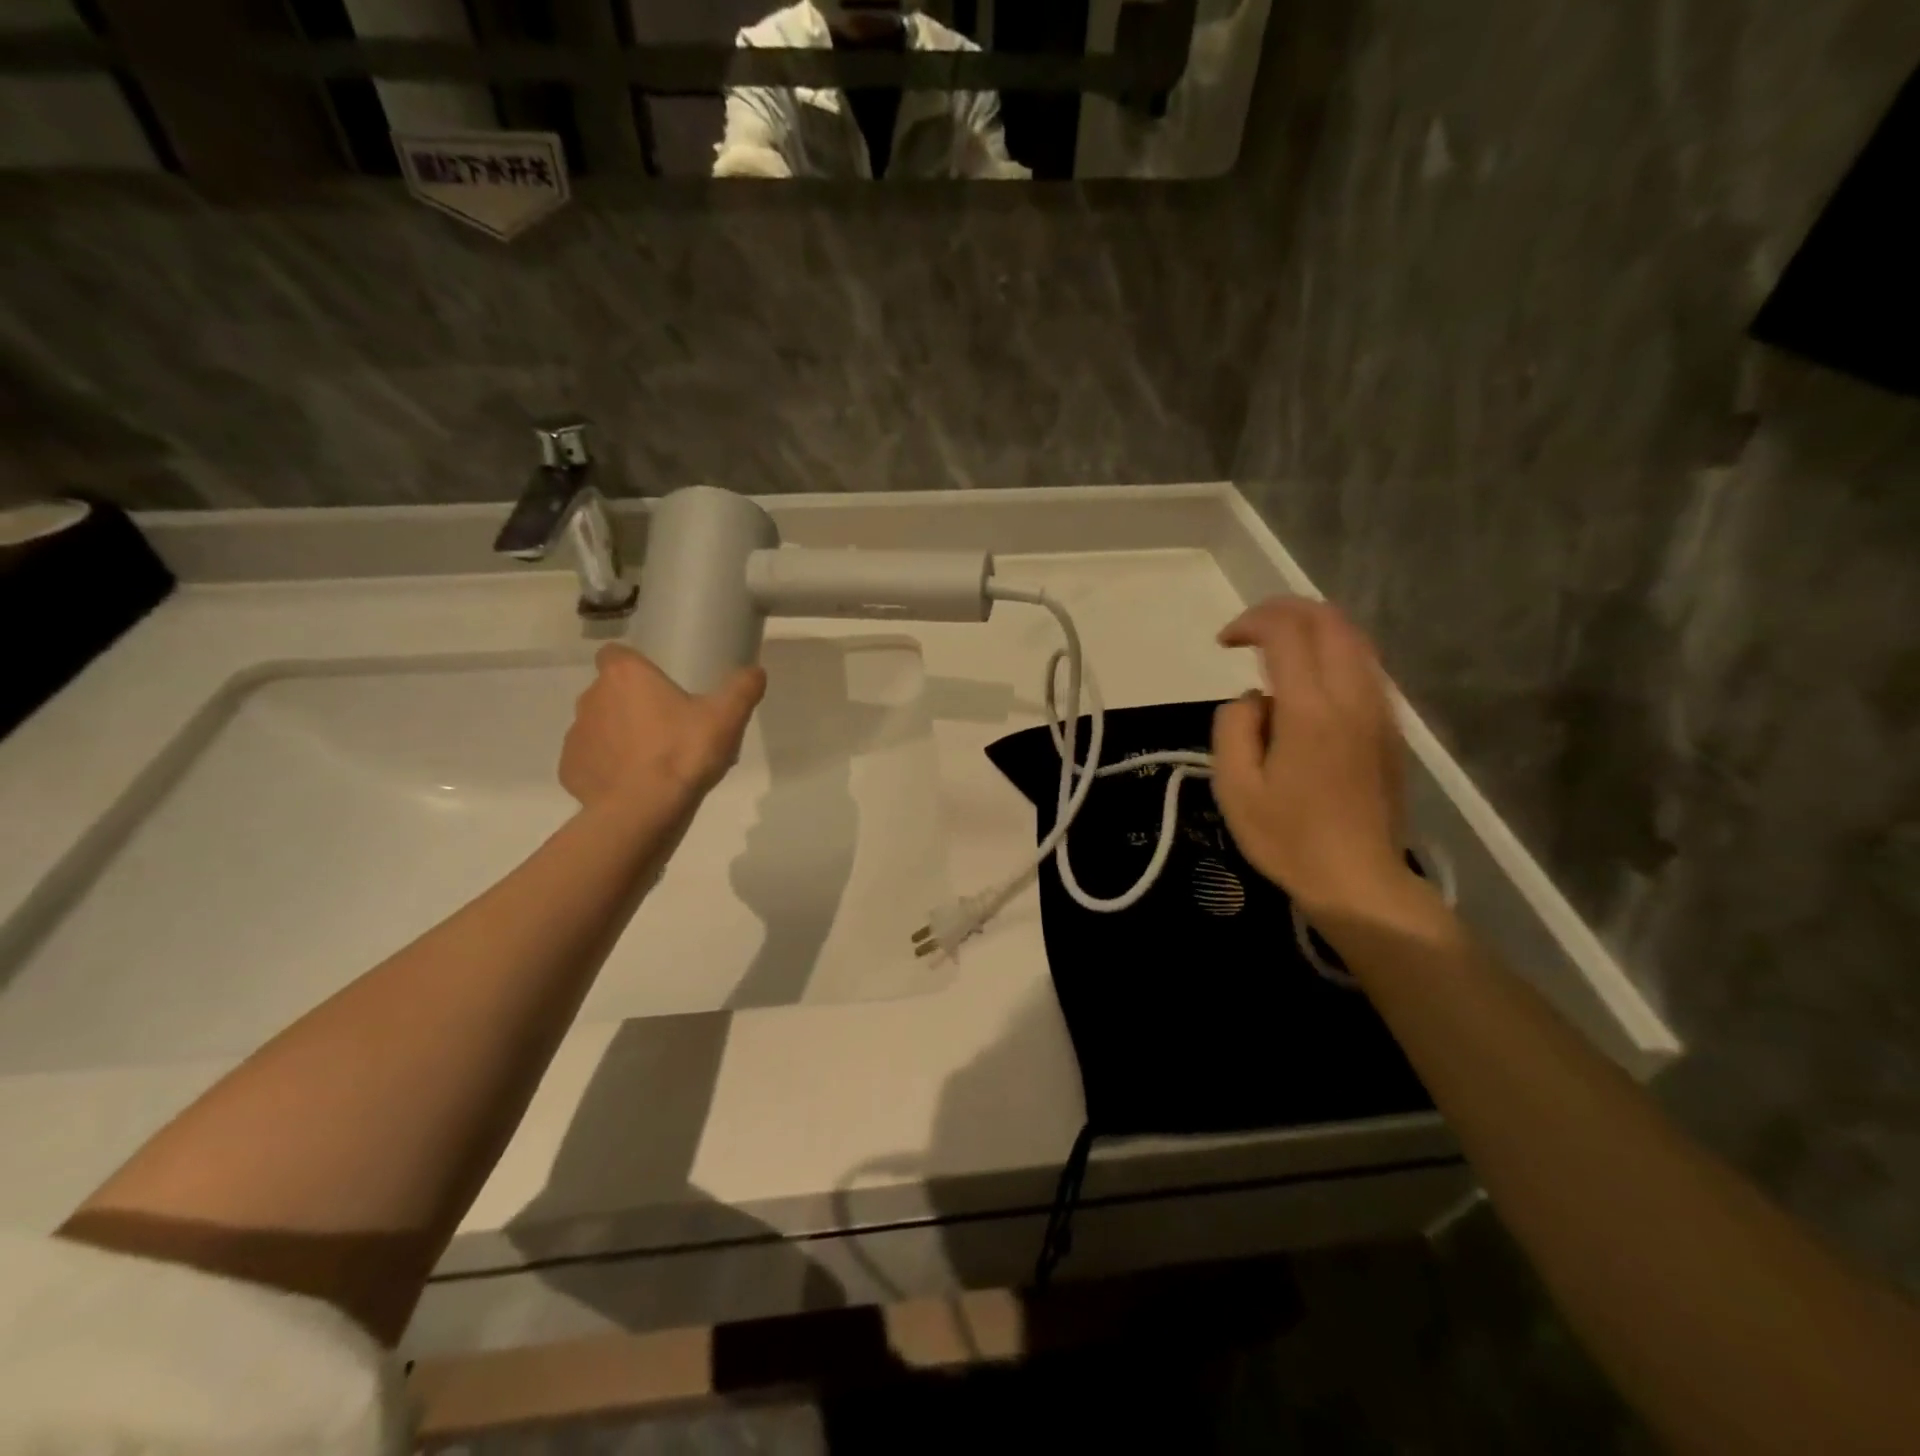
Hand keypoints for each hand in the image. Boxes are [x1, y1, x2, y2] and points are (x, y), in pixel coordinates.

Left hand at [559, 644, 766, 811]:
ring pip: (598, 726)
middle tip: (666, 726)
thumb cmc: (683, 753)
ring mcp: (576, 735)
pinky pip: (591, 760)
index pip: (614, 653)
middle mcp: (592, 698)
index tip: (657, 684)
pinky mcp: (570, 769)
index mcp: (625, 676)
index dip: (634, 665)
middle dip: (631, 704)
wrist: (643, 811)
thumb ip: (742, 688)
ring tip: (652, 760)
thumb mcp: (726, 717)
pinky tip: (633, 783)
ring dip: (619, 736)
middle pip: (609, 692)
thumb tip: (756, 671)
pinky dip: (607, 767)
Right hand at [1210, 598, 1414, 917]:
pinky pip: (1365, 666)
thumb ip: (1234, 726)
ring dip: (1312, 628)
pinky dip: (1333, 652)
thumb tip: (1255, 698)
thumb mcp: (1234, 787)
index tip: (1224, 643)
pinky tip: (1308, 680)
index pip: (1287, 632)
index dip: (1252, 622)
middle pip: (1328, 620)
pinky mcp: (1391, 727)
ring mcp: (1379, 710)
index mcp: (1311, 710)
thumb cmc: (1288, 839)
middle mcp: (1353, 697)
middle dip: (1284, 611)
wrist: (1359, 881)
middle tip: (1248, 632)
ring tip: (1275, 649)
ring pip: (1354, 638)